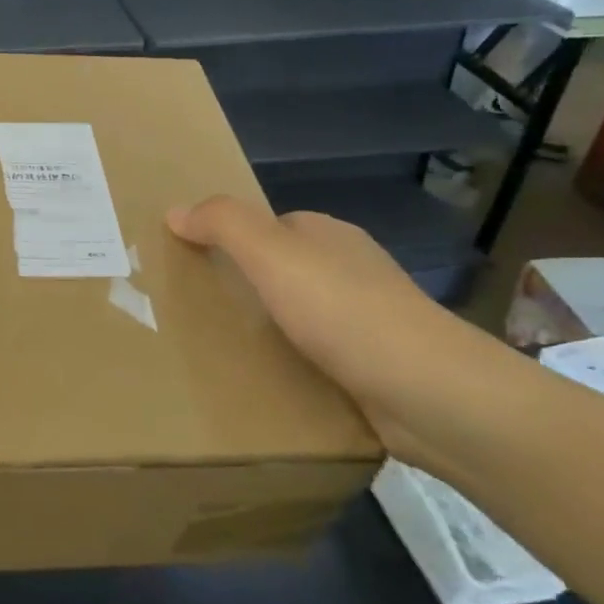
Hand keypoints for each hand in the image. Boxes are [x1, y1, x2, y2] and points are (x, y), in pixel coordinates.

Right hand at [166, 197, 528, 471]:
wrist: (429, 392)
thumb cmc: (344, 311)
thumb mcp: (271, 254)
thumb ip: (223, 225)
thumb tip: (175, 211)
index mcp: (329, 236)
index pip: (270, 227)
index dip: (232, 241)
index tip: (194, 267)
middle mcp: (350, 271)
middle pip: (284, 271)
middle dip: (247, 287)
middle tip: (199, 313)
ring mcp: (367, 320)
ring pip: (301, 315)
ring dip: (268, 329)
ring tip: (221, 351)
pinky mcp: (374, 366)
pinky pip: (318, 356)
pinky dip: (293, 364)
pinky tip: (268, 382)